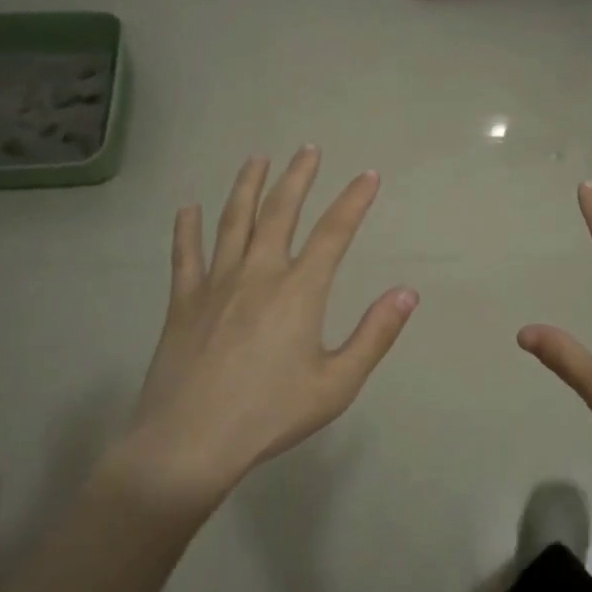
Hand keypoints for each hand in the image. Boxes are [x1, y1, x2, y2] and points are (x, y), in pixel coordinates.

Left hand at [109, 148, 417, 507]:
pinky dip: (187, 228)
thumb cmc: (270, 414)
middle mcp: (258, 273)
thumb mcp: (337, 384)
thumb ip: (374, 335)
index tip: (369, 176)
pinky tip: (188, 208)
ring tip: (256, 160)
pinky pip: (185, 254)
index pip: (334, 232)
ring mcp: (216, 283)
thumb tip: (407, 293)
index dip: (354, 201)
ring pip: (233, 222)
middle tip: (307, 149)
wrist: (190, 441)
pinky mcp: (183, 301)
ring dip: (247, 187)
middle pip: (280, 212)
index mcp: (299, 291)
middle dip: (297, 177)